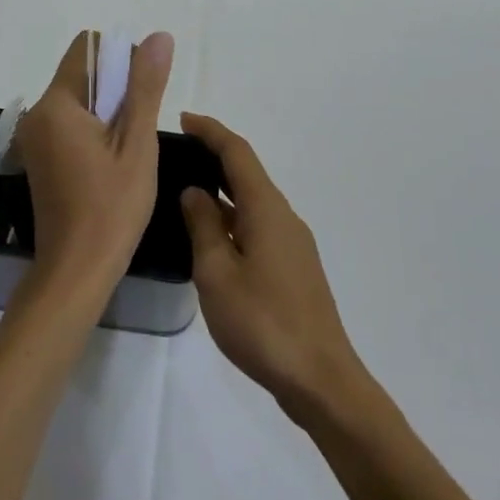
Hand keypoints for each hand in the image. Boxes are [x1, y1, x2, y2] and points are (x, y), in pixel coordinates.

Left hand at [15, 30, 173, 310]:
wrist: (75, 271)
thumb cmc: (112, 207)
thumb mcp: (137, 144)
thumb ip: (145, 86)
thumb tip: (158, 36)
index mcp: (56, 104)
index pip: (87, 49)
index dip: (121, 59)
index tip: (142, 95)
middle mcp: (37, 113)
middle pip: (82, 74)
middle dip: (116, 88)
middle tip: (139, 130)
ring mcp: (34, 137)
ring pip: (77, 100)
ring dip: (107, 111)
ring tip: (128, 149)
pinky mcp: (38, 157)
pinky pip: (68, 124)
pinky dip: (93, 130)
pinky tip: (111, 163)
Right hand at [179, 114, 366, 424]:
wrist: (321, 380)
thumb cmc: (263, 323)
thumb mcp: (217, 274)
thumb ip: (203, 227)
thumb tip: (194, 192)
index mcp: (266, 209)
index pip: (237, 153)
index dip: (211, 131)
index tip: (183, 119)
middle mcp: (283, 217)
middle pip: (247, 173)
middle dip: (214, 156)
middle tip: (177, 153)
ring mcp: (292, 243)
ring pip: (252, 201)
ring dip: (222, 189)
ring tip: (186, 191)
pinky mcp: (293, 267)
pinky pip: (258, 225)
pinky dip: (232, 216)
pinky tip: (212, 236)